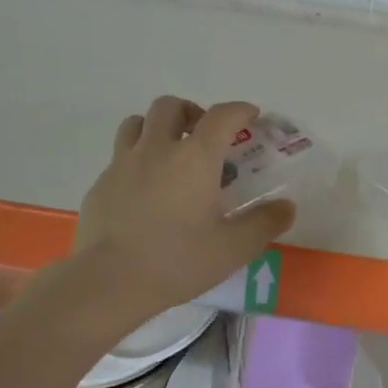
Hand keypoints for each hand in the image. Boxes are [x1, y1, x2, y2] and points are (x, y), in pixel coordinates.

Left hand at [72, 96, 295, 322]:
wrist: (109, 282)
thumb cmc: (178, 261)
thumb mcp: (234, 249)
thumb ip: (264, 224)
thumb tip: (286, 207)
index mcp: (195, 158)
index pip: (222, 115)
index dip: (240, 110)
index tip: (251, 117)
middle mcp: (157, 149)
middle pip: (171, 106)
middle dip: (192, 112)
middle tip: (204, 137)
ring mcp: (123, 164)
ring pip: (136, 123)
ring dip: (157, 128)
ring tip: (170, 153)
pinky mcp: (100, 184)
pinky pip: (119, 157)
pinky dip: (136, 160)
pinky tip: (144, 191)